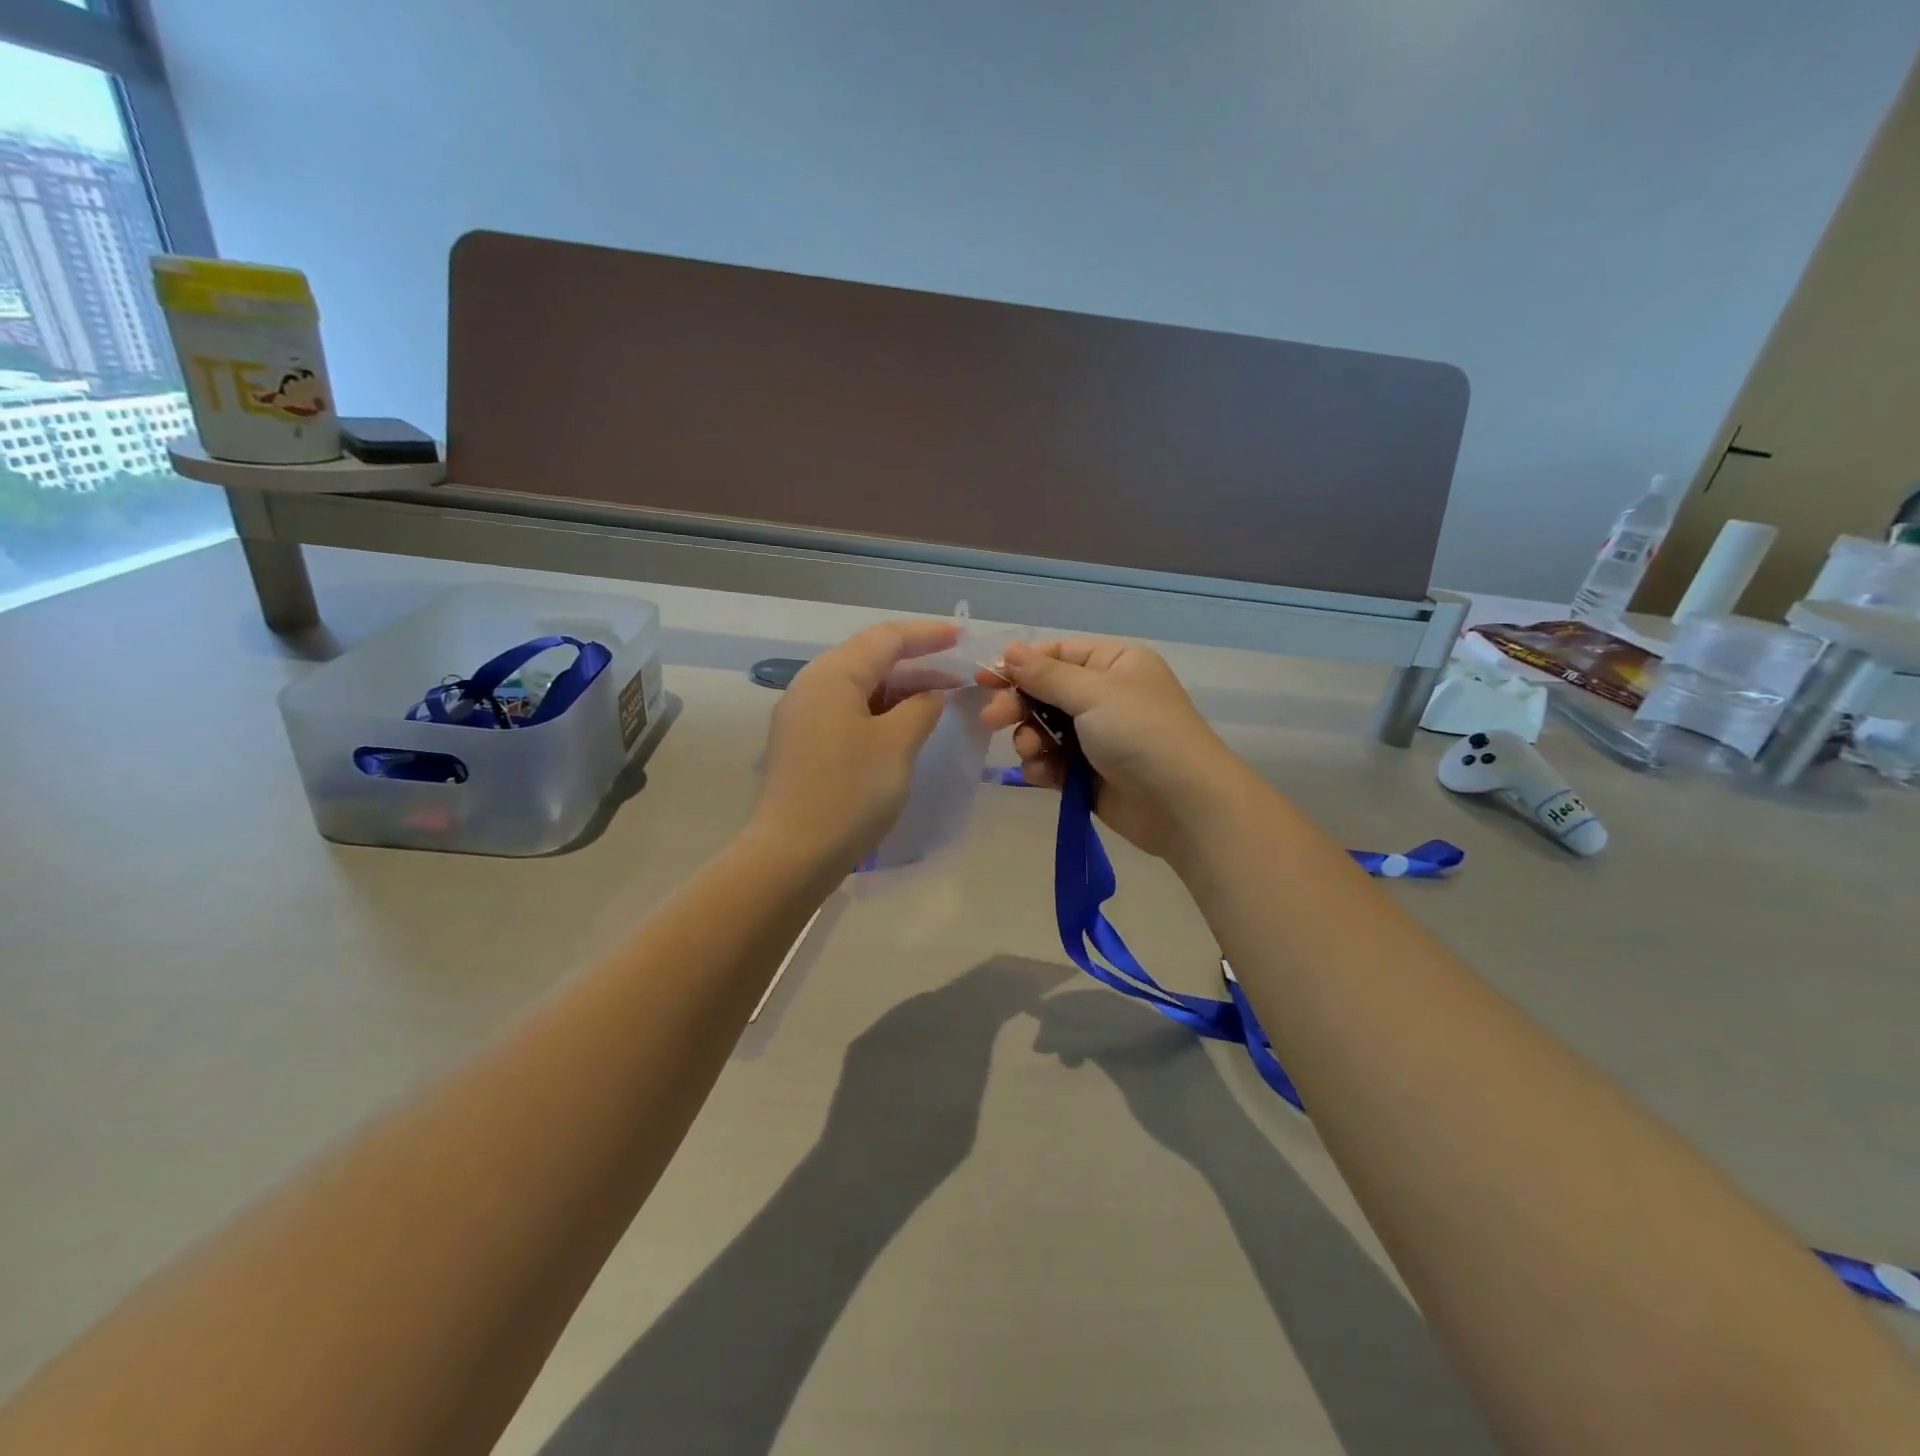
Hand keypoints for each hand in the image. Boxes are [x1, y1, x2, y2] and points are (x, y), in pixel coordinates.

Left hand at [753, 620, 960, 865]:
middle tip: (958, 674)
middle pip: (870, 660)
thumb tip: (930, 695)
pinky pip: (849, 712)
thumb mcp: (896, 744)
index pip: (885, 639)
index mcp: (832, 675)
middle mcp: (811, 686)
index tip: (961, 636)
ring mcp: (804, 716)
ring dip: (900, 691)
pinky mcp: (805, 744)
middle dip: (917, 664)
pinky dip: (881, 712)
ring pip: (860, 688)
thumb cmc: (850, 791)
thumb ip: (921, 708)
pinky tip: (906, 726)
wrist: (794, 853)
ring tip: (940, 700)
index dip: (926, 635)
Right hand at [979, 638, 1246, 858]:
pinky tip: (1043, 774)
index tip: (985, 679)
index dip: (1021, 666)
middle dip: (1019, 706)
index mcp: (1114, 664)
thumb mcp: (1094, 694)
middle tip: (992, 719)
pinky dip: (1042, 766)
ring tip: (1032, 752)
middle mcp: (1105, 696)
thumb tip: (1009, 650)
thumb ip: (1046, 675)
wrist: (1183, 805)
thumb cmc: (1142, 734)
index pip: (1057, 655)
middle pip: (1045, 693)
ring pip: (1043, 730)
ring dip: (1030, 739)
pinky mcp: (1088, 773)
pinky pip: (1052, 762)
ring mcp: (1096, 737)